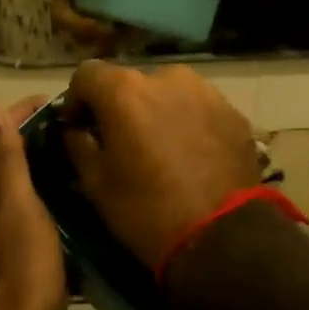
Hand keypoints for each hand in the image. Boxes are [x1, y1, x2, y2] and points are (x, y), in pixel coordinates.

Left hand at [0, 97, 67, 309]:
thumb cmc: (21, 274)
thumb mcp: (18, 209)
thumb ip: (5, 160)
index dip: (19, 115)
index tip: (54, 101)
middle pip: (7, 165)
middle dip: (35, 139)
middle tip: (77, 126)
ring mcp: (3, 241)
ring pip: (22, 192)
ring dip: (45, 169)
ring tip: (83, 157)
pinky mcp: (22, 263)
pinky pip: (36, 218)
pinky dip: (54, 201)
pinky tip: (80, 204)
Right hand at [62, 62, 260, 270]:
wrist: (222, 235)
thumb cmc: (147, 210)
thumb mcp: (97, 184)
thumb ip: (79, 146)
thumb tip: (77, 131)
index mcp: (125, 90)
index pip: (87, 74)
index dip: (76, 98)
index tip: (78, 125)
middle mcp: (166, 77)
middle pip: (131, 82)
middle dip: (120, 105)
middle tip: (121, 140)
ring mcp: (205, 91)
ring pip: (168, 92)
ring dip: (157, 110)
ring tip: (160, 146)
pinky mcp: (232, 111)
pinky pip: (198, 107)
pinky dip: (188, 121)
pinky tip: (190, 153)